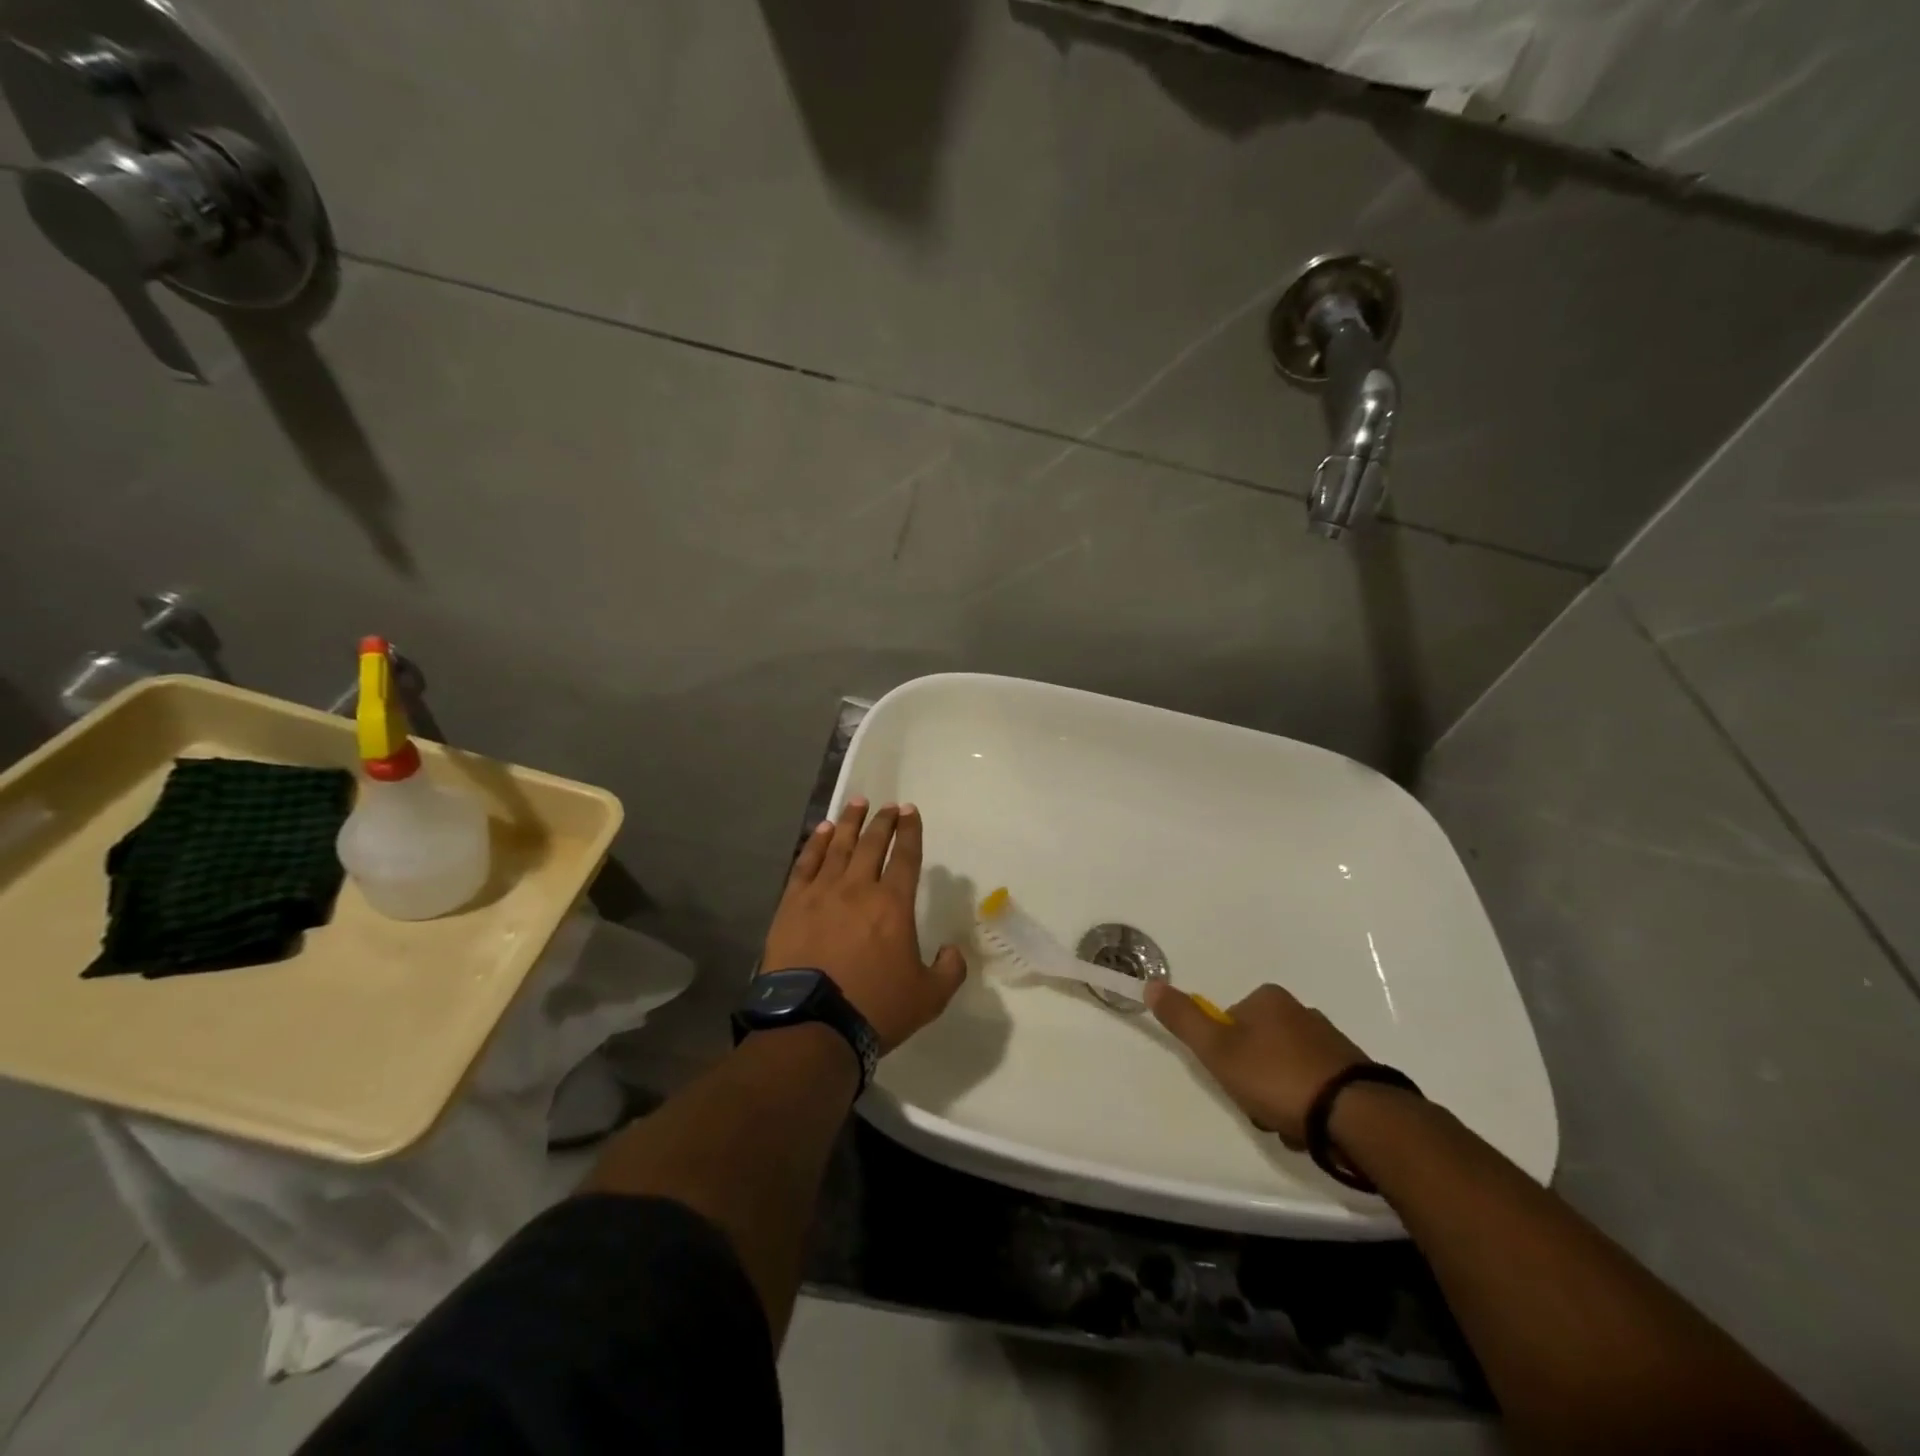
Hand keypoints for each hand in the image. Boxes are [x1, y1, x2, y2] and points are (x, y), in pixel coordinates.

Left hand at [761, 798, 967, 1052]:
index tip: (910, 811)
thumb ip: (949, 970)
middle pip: (872, 844)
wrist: (812, 1025)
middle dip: (883, 821)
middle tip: (888, 806)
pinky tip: (821, 831)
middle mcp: (858, 888)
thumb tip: (952, 951)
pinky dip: (816, 844)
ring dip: (849, 822)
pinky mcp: (792, 905)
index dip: (910, 831)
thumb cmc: (874, 1008)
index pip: (906, 856)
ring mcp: (822, 893)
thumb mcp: (929, 998)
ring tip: (856, 803)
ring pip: (838, 846)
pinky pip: (806, 864)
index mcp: (893, 905)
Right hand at [1146, 981, 1367, 1145]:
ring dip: (1279, 1099)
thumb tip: (1151, 985)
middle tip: (1259, 1107)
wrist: (1356, 1116)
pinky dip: (1306, 1107)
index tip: (1233, 1080)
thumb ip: (1184, 1019)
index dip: (1224, 1055)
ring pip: (1284, 1071)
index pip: (1228, 1023)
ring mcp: (1330, 1042)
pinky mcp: (1352, 1072)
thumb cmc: (1277, 1078)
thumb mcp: (1218, 1050)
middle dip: (1253, 1081)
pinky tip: (1308, 1128)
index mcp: (1269, 999)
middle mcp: (1301, 1011)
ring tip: (1286, 1124)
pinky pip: (1313, 1087)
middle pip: (1256, 1048)